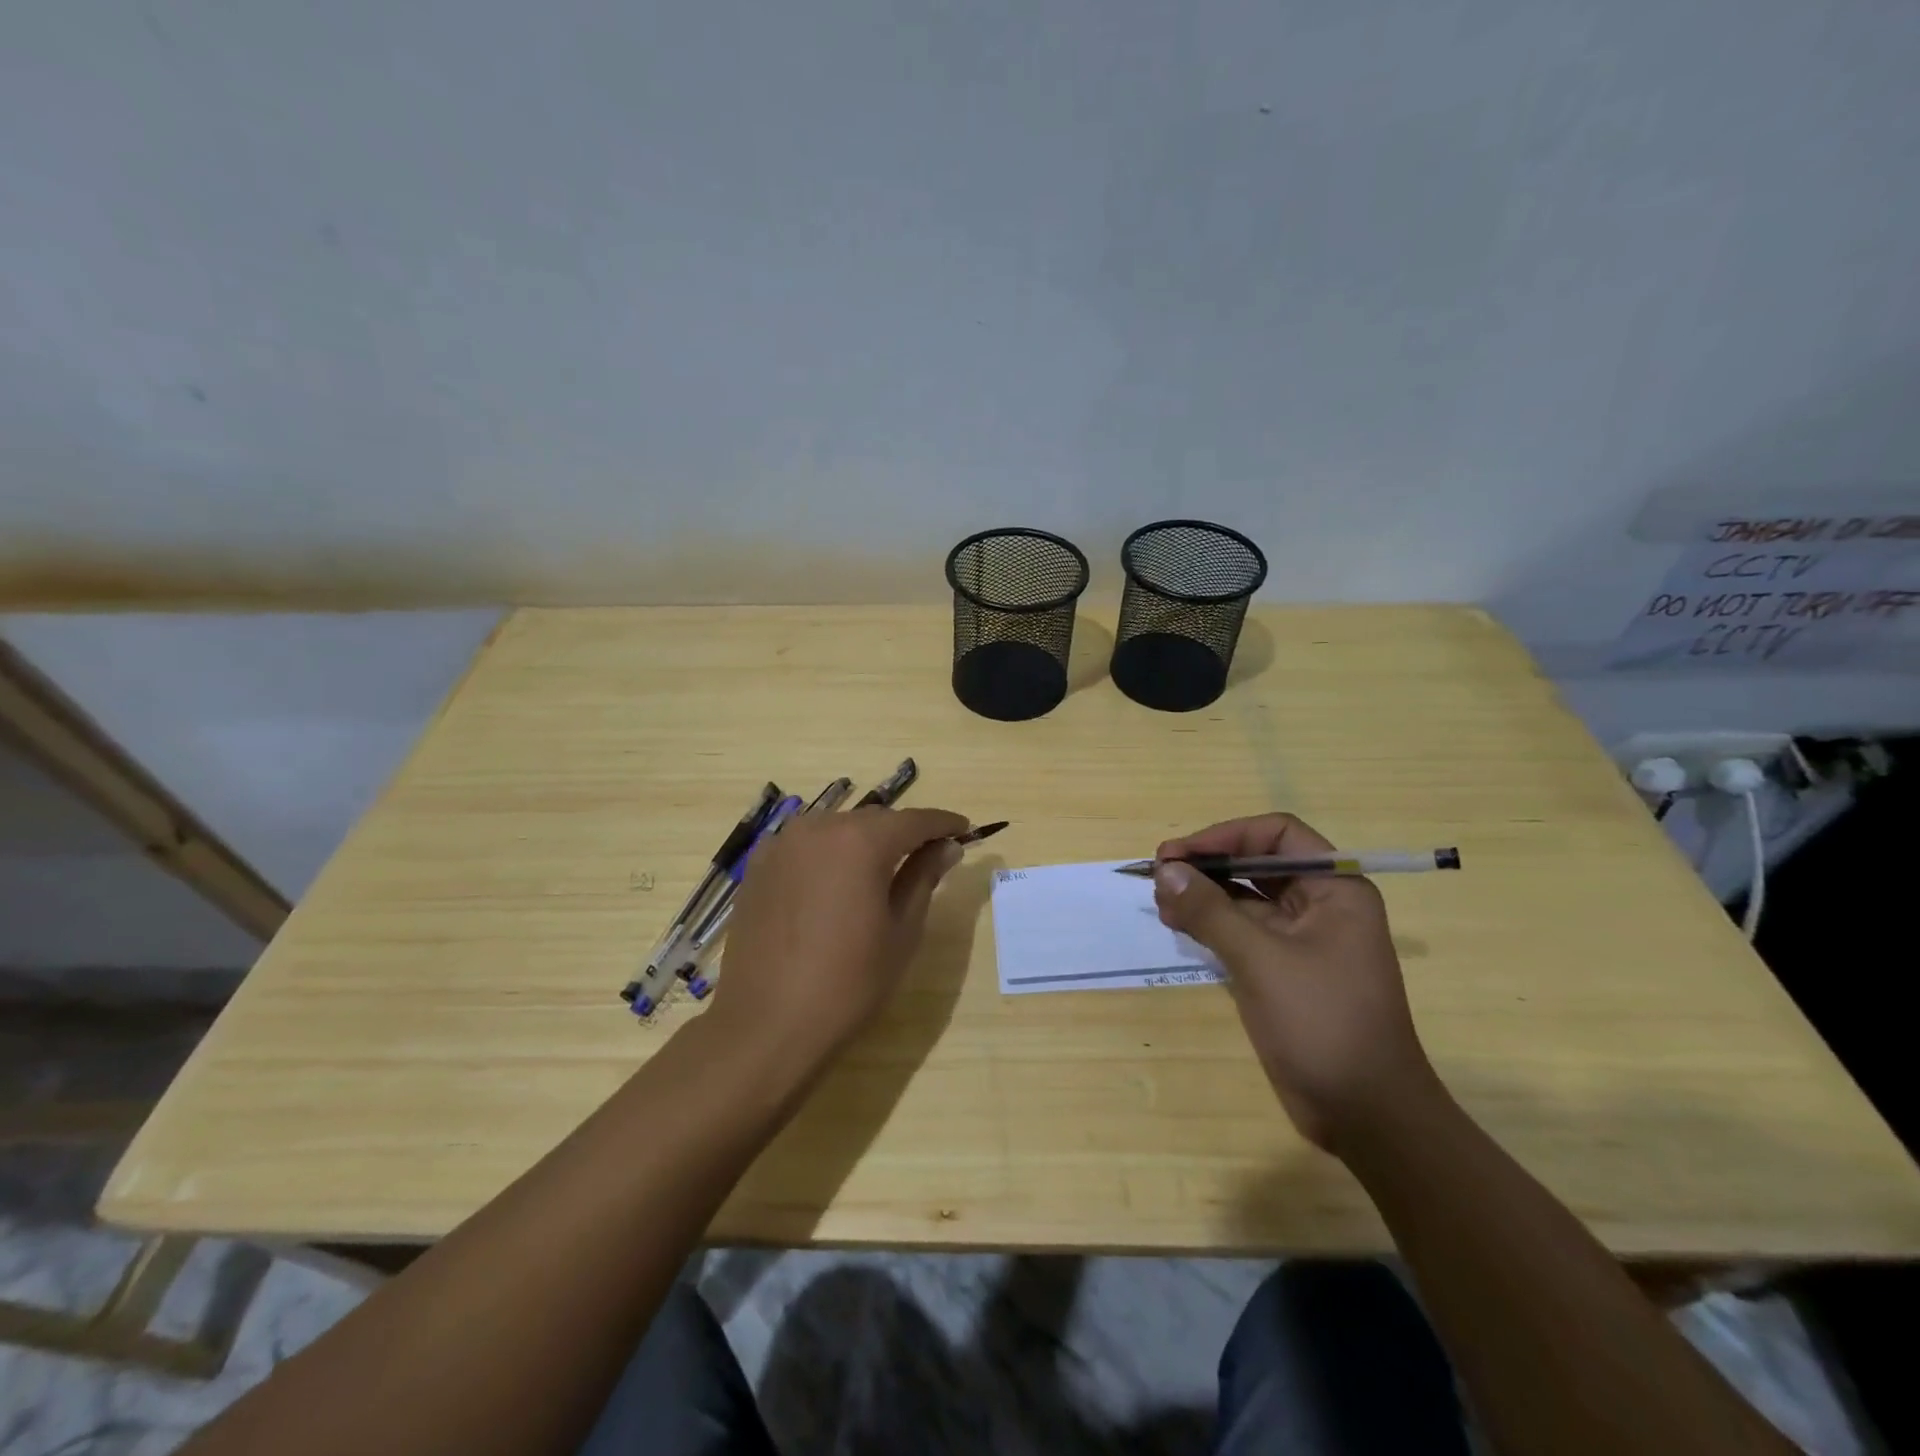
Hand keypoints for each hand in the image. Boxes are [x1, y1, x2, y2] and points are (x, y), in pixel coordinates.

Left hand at [704, 805, 968, 1080]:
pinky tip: (836, 881)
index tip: (965, 828)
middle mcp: (819, 827)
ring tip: (883, 870)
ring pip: (837, 828)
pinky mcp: (759, 866)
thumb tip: (947, 845)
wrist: (767, 1025)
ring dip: (864, 841)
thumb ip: (924, 877)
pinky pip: (806, 846)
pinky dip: (829, 853)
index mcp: (861, 840)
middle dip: (903, 833)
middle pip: (874, 820)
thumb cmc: (849, 982)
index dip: (943, 823)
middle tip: (928, 855)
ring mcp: (782, 844)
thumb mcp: (902, 931)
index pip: (914, 819)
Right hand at [1152, 813, 1441, 1151]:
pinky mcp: (1283, 969)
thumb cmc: (1323, 1023)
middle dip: (1208, 865)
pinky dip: (1210, 923)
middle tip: (1159, 876)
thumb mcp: (1261, 960)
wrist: (1365, 1114)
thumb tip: (1165, 870)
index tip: (1179, 854)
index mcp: (1335, 889)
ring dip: (1203, 894)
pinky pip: (1242, 930)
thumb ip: (1210, 910)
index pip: (1277, 834)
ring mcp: (1301, 939)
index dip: (1225, 835)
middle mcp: (1321, 904)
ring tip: (1161, 903)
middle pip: (1257, 862)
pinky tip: (1178, 925)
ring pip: (1245, 897)